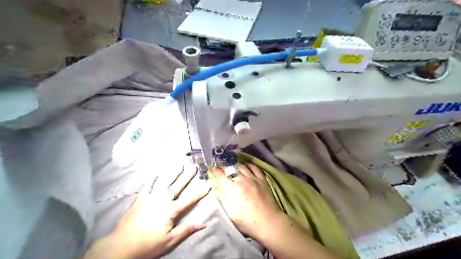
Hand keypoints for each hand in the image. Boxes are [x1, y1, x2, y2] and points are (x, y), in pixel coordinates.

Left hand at [84, 165, 209, 258]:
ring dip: (172, 172)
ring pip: (164, 181)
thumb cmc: (148, 244)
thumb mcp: (170, 240)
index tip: (208, 185)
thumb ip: (186, 229)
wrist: (121, 246)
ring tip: (179, 164)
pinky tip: (156, 172)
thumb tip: (203, 223)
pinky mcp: (140, 198)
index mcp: (171, 210)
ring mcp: (150, 197)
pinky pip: (147, 185)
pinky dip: (152, 178)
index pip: (189, 199)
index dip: (200, 192)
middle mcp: (162, 200)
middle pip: (178, 186)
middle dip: (187, 176)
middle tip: (194, 167)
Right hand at [213, 164, 341, 258]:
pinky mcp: (262, 180)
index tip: (213, 169)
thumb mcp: (230, 214)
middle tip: (221, 166)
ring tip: (232, 164)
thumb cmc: (247, 221)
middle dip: (224, 167)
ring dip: (236, 165)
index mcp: (233, 189)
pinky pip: (255, 168)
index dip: (216, 171)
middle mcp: (242, 180)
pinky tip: (247, 165)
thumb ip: (224, 200)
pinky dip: (249, 165)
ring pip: (242, 167)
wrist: (268, 222)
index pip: (221, 176)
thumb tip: (219, 190)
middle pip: (231, 169)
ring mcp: (253, 179)